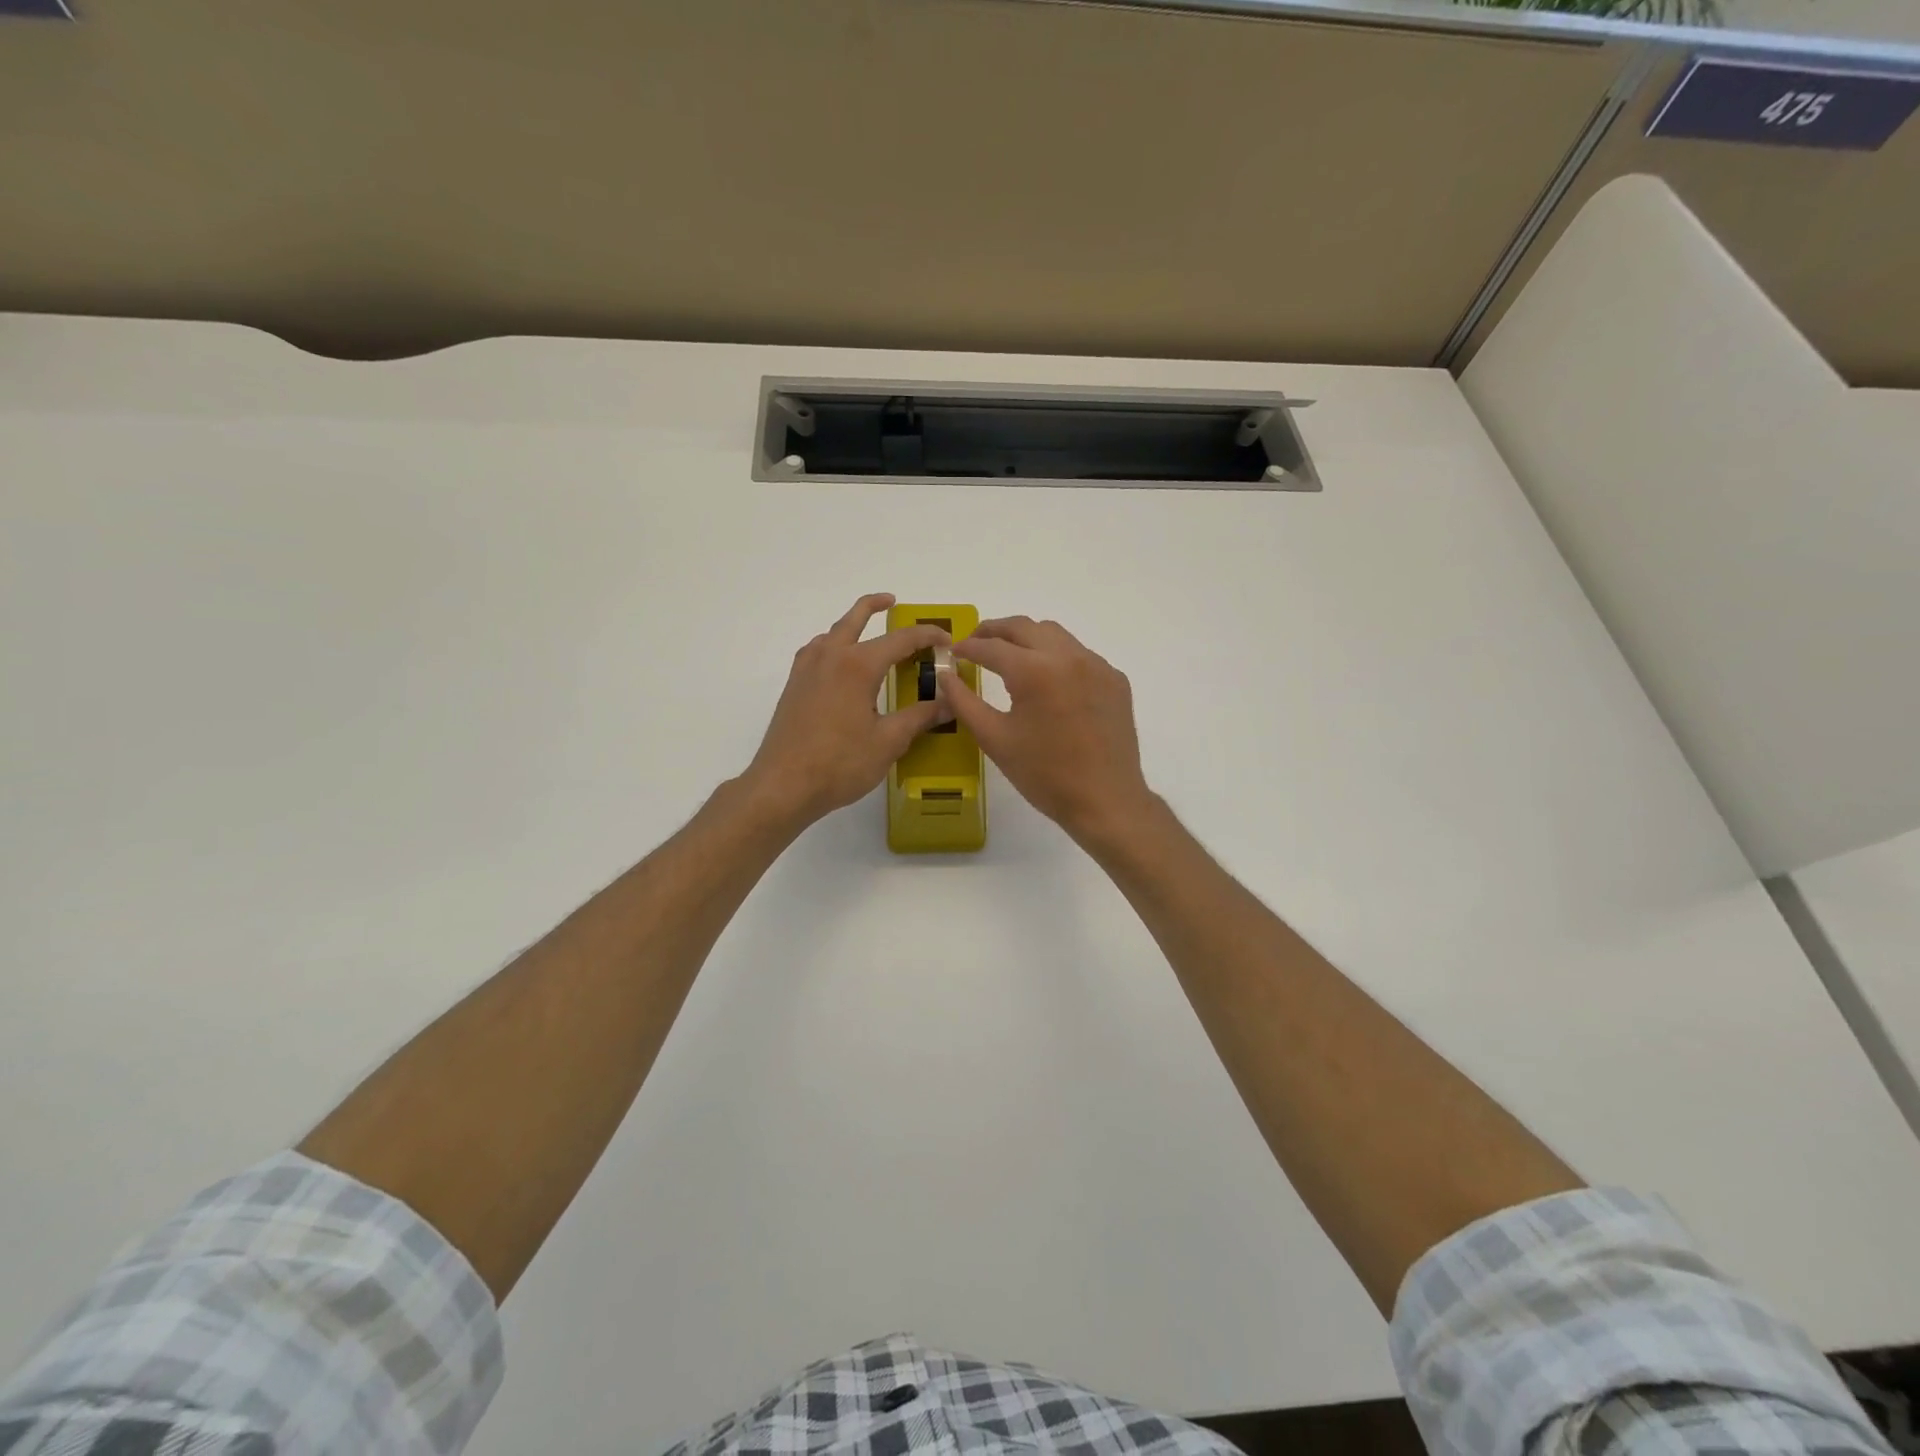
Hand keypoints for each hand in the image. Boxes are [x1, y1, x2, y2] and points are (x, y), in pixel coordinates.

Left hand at [741, 593, 949, 830]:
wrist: (783, 785)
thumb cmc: (839, 763)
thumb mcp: (888, 742)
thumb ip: (919, 717)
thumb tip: (948, 703)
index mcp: (857, 665)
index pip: (900, 639)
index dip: (927, 636)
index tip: (946, 639)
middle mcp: (830, 657)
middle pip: (854, 619)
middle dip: (875, 606)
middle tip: (892, 602)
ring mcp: (806, 670)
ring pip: (831, 633)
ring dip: (851, 626)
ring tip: (868, 634)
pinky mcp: (793, 686)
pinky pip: (816, 652)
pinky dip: (832, 646)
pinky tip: (839, 666)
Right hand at [937, 615, 1155, 845]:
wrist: (1106, 801)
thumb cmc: (1044, 775)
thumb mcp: (995, 739)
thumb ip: (964, 702)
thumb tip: (946, 676)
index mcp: (1035, 671)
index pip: (992, 647)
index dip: (968, 647)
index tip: (953, 652)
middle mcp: (1068, 657)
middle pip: (1024, 627)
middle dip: (995, 631)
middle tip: (976, 642)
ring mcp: (1097, 666)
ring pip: (1055, 635)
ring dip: (1028, 639)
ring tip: (1009, 656)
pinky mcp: (1115, 680)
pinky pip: (1080, 655)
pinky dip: (1057, 658)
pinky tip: (1048, 681)